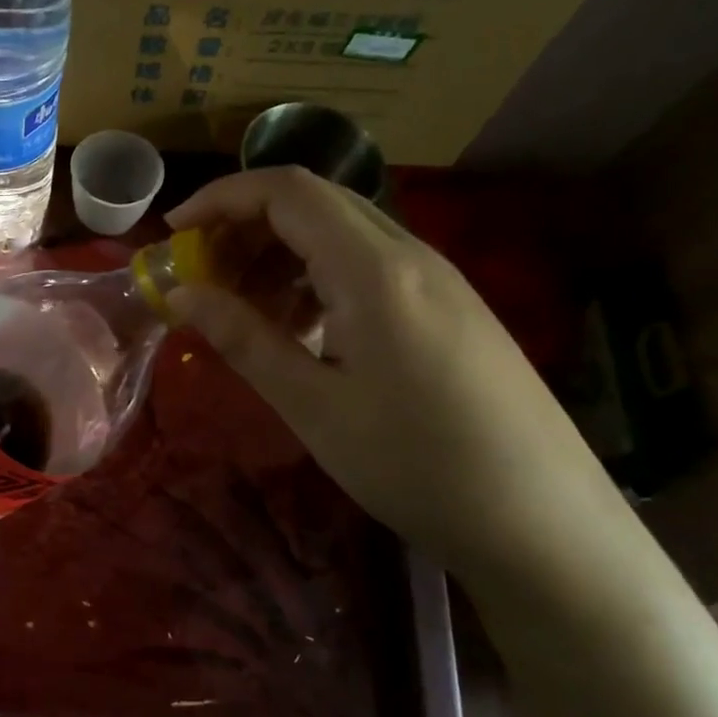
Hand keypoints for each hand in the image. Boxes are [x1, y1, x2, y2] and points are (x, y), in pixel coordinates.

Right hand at [166, 168, 620, 578]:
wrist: (544, 525)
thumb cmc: (415, 466)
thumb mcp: (313, 406)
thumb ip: (244, 338)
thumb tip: (182, 293)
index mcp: (374, 270)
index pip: (287, 191)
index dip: (221, 198)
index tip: (174, 233)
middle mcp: (411, 255)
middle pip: (314, 203)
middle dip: (245, 226)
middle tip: (202, 276)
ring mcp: (439, 280)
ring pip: (343, 234)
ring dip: (281, 255)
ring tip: (243, 310)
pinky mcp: (451, 308)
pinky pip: (370, 266)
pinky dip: (318, 278)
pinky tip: (302, 330)